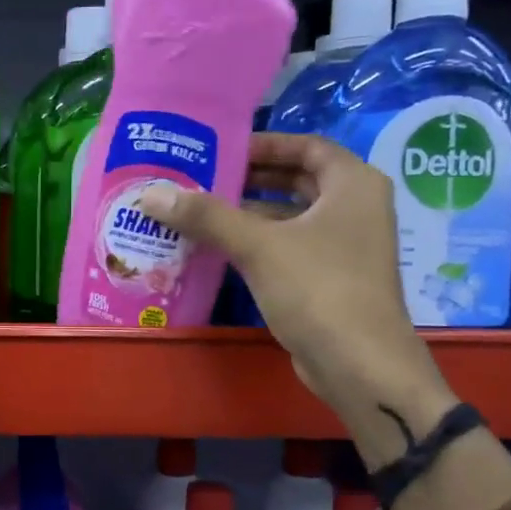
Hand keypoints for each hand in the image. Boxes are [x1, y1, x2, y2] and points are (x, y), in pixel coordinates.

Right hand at [136, 133, 453, 455]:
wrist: (359, 365)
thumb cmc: (318, 289)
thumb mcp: (258, 246)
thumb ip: (206, 216)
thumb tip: (151, 193)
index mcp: (354, 185)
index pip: (307, 146)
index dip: (265, 144)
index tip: (223, 150)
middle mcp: (357, 209)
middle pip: (299, 180)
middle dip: (252, 180)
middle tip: (204, 180)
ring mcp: (347, 247)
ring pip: (293, 218)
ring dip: (251, 214)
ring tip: (201, 213)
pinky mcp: (333, 280)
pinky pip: (291, 248)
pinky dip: (260, 244)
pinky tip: (221, 251)